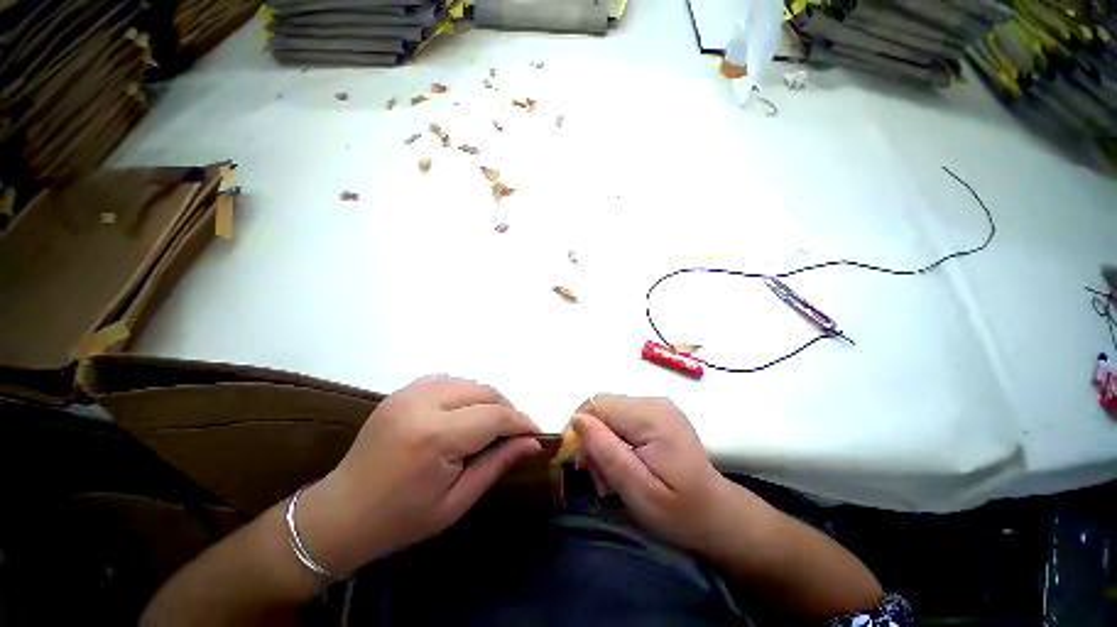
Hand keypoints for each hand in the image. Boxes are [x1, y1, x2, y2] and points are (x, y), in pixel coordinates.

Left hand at [298, 375, 540, 575]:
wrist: (341, 514)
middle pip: (484, 392)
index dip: (521, 422)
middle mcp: (422, 403)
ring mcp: (409, 393)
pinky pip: (448, 381)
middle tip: (513, 433)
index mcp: (435, 436)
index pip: (495, 416)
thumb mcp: (457, 501)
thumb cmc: (401, 519)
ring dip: (487, 400)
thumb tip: (532, 442)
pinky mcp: (402, 391)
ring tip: (490, 426)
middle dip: (506, 410)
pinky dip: (465, 394)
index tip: (536, 434)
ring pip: (469, 382)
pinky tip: (464, 414)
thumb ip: (498, 463)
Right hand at [573, 395, 741, 553]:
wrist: (718, 514)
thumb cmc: (680, 511)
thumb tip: (577, 420)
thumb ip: (607, 452)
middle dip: (593, 437)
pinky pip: (623, 417)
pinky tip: (623, 462)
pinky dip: (615, 438)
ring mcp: (658, 405)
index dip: (582, 429)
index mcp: (651, 416)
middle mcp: (654, 401)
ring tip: (611, 474)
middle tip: (598, 475)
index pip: (598, 404)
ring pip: (611, 412)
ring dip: (603, 440)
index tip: (583, 463)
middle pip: (604, 406)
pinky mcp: (658, 413)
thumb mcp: (639, 491)